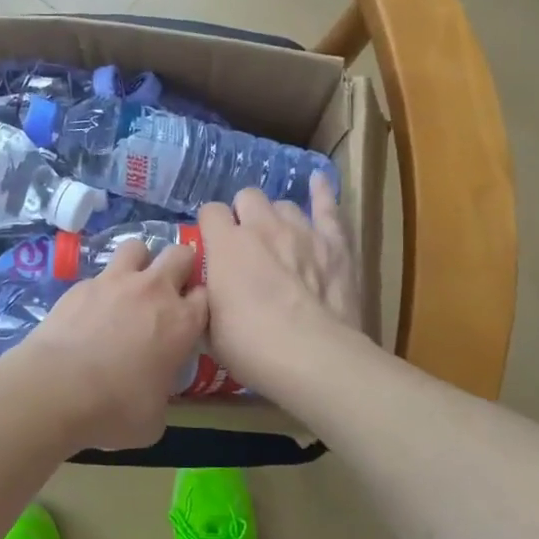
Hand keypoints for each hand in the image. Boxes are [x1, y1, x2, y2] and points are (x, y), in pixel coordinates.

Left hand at [22, 242, 208, 450]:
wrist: (56, 389)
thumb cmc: (114, 409)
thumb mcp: (153, 419)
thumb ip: (161, 395)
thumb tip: (151, 396)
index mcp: (182, 323)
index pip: (206, 295)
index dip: (199, 303)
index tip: (190, 318)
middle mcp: (153, 291)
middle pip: (180, 254)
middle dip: (179, 265)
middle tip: (168, 289)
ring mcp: (115, 282)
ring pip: (137, 247)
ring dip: (140, 262)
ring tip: (130, 286)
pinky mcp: (81, 285)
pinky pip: (99, 274)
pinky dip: (101, 287)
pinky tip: (90, 310)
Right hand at [197, 175, 362, 395]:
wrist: (312, 357)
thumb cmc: (251, 347)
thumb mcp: (208, 328)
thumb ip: (204, 298)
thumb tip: (204, 291)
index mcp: (226, 244)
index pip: (210, 212)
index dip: (210, 228)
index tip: (212, 248)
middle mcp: (262, 227)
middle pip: (248, 197)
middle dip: (243, 215)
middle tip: (245, 244)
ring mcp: (302, 230)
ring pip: (284, 205)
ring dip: (276, 217)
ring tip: (278, 237)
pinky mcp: (335, 242)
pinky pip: (328, 207)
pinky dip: (322, 193)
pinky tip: (318, 181)